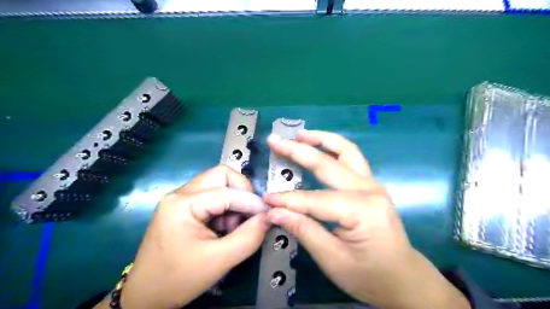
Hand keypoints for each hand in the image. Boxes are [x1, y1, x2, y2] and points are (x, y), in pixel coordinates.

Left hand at [95, 165, 270, 308]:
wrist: (145, 296)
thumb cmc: (177, 279)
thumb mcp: (218, 261)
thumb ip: (248, 237)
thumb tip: (268, 217)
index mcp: (182, 203)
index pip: (227, 191)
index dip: (251, 202)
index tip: (267, 216)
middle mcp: (181, 193)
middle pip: (222, 176)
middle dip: (242, 193)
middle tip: (249, 216)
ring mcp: (182, 198)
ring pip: (219, 184)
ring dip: (234, 202)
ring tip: (233, 227)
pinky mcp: (185, 207)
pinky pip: (213, 196)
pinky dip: (226, 208)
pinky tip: (224, 228)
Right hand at [264, 130, 469, 308]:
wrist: (403, 278)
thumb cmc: (369, 275)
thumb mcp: (333, 260)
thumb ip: (304, 230)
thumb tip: (274, 212)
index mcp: (362, 210)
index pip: (315, 199)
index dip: (288, 200)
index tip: (265, 199)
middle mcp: (369, 189)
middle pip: (328, 164)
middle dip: (298, 151)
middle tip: (275, 140)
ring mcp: (373, 183)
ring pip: (345, 150)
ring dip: (321, 139)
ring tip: (300, 134)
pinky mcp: (371, 184)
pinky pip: (351, 158)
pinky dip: (333, 147)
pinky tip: (319, 145)